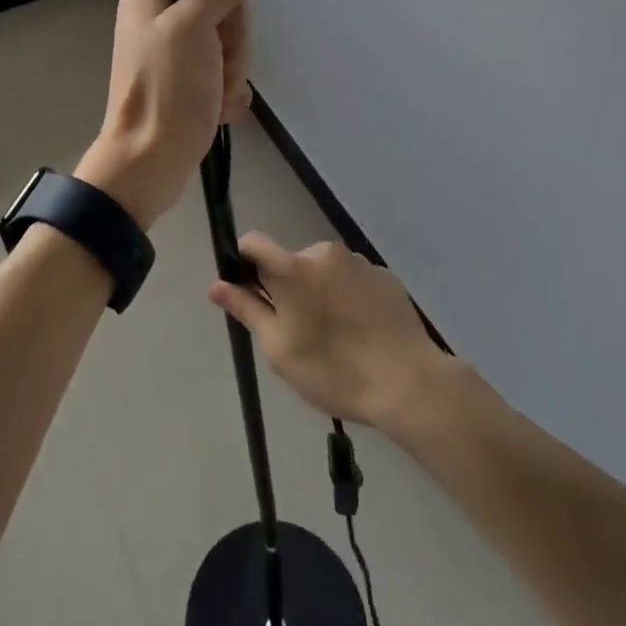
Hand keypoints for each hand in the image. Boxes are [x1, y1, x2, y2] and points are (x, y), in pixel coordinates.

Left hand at [75, 0, 267, 228]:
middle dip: (231, 52)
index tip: (216, 40)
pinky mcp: (183, 87)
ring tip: (212, 99)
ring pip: (229, 51)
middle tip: (212, 75)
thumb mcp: (194, 26)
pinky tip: (216, 111)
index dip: (227, 16)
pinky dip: (225, 96)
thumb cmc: (166, 89)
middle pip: (225, 20)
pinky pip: (223, 78)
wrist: (150, 163)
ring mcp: (170, 57)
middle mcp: (157, 22)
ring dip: (231, 77)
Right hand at [208, 233, 448, 427]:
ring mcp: (358, 261)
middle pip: (290, 262)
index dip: (244, 262)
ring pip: (323, 271)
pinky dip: (348, 297)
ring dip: (319, 292)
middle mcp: (324, 252)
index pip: (253, 242)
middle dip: (287, 288)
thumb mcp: (280, 349)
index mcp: (293, 267)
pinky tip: (361, 333)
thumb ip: (247, 310)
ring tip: (336, 337)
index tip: (251, 294)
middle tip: (299, 333)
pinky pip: (352, 280)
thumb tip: (216, 285)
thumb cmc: (333, 370)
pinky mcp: (384, 276)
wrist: (409, 384)